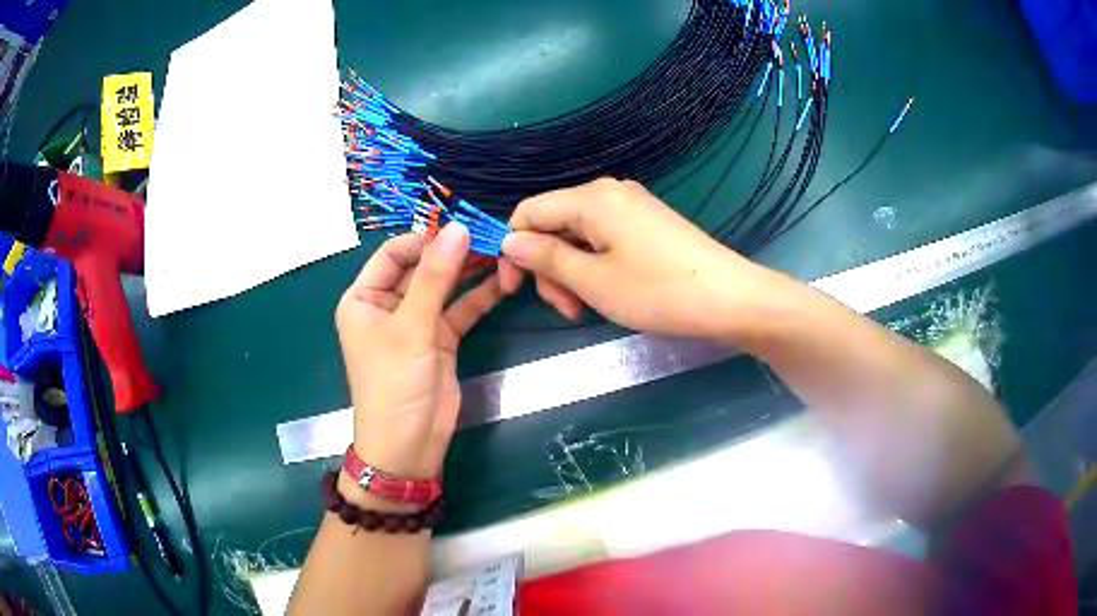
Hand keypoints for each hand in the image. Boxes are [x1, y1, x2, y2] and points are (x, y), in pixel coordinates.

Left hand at [335, 224, 503, 480]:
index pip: (394, 253)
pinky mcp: (440, 339)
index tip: (462, 229)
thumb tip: (458, 228)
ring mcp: (416, 322)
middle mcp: (387, 305)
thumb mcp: (411, 328)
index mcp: (364, 298)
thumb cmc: (394, 384)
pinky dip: (479, 296)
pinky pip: (460, 309)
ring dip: (471, 272)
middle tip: (491, 237)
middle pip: (422, 267)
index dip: (426, 239)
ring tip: (503, 254)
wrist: (409, 446)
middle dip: (454, 253)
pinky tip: (504, 281)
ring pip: (444, 286)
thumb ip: (435, 277)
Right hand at [499, 178, 765, 337]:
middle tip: (566, 309)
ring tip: (586, 308)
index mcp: (591, 198)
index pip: (528, 212)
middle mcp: (609, 192)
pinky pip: (604, 238)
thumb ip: (545, 258)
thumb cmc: (658, 291)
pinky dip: (594, 266)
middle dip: (548, 267)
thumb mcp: (593, 280)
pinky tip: (607, 292)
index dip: (512, 249)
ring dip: (571, 271)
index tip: (513, 290)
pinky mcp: (647, 223)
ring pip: (579, 235)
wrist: (730, 298)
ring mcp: (632, 206)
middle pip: (554, 224)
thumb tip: (509, 241)